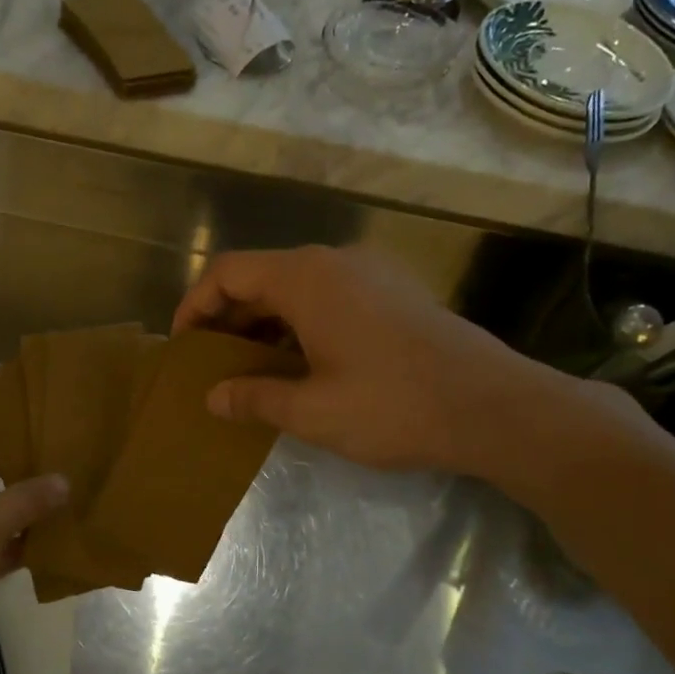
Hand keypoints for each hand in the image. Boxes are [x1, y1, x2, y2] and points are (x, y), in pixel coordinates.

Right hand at [174, 246, 576, 478]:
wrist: (492, 407)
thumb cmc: (392, 406)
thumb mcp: (312, 411)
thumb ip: (255, 397)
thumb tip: (213, 397)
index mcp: (308, 279)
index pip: (229, 272)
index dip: (195, 305)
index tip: (182, 347)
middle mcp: (336, 263)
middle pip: (262, 277)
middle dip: (228, 319)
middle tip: (211, 366)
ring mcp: (371, 275)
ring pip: (297, 290)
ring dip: (265, 326)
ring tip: (249, 372)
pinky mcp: (395, 295)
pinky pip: (329, 300)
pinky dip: (300, 327)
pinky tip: (300, 368)